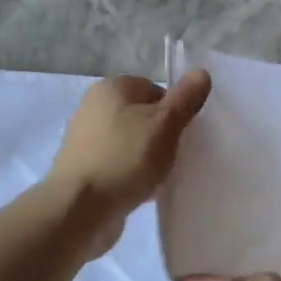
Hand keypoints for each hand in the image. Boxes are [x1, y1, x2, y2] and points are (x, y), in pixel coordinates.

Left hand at [48, 70, 209, 252]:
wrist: (80, 208)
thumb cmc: (126, 158)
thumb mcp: (166, 124)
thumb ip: (185, 98)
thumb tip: (201, 72)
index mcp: (111, 88)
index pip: (155, 89)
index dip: (173, 111)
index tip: (181, 134)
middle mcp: (93, 107)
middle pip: (142, 116)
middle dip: (161, 135)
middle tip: (174, 156)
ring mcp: (84, 139)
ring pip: (130, 142)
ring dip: (147, 157)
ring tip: (160, 177)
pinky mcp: (82, 168)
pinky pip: (117, 164)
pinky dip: (131, 174)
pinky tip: (142, 191)